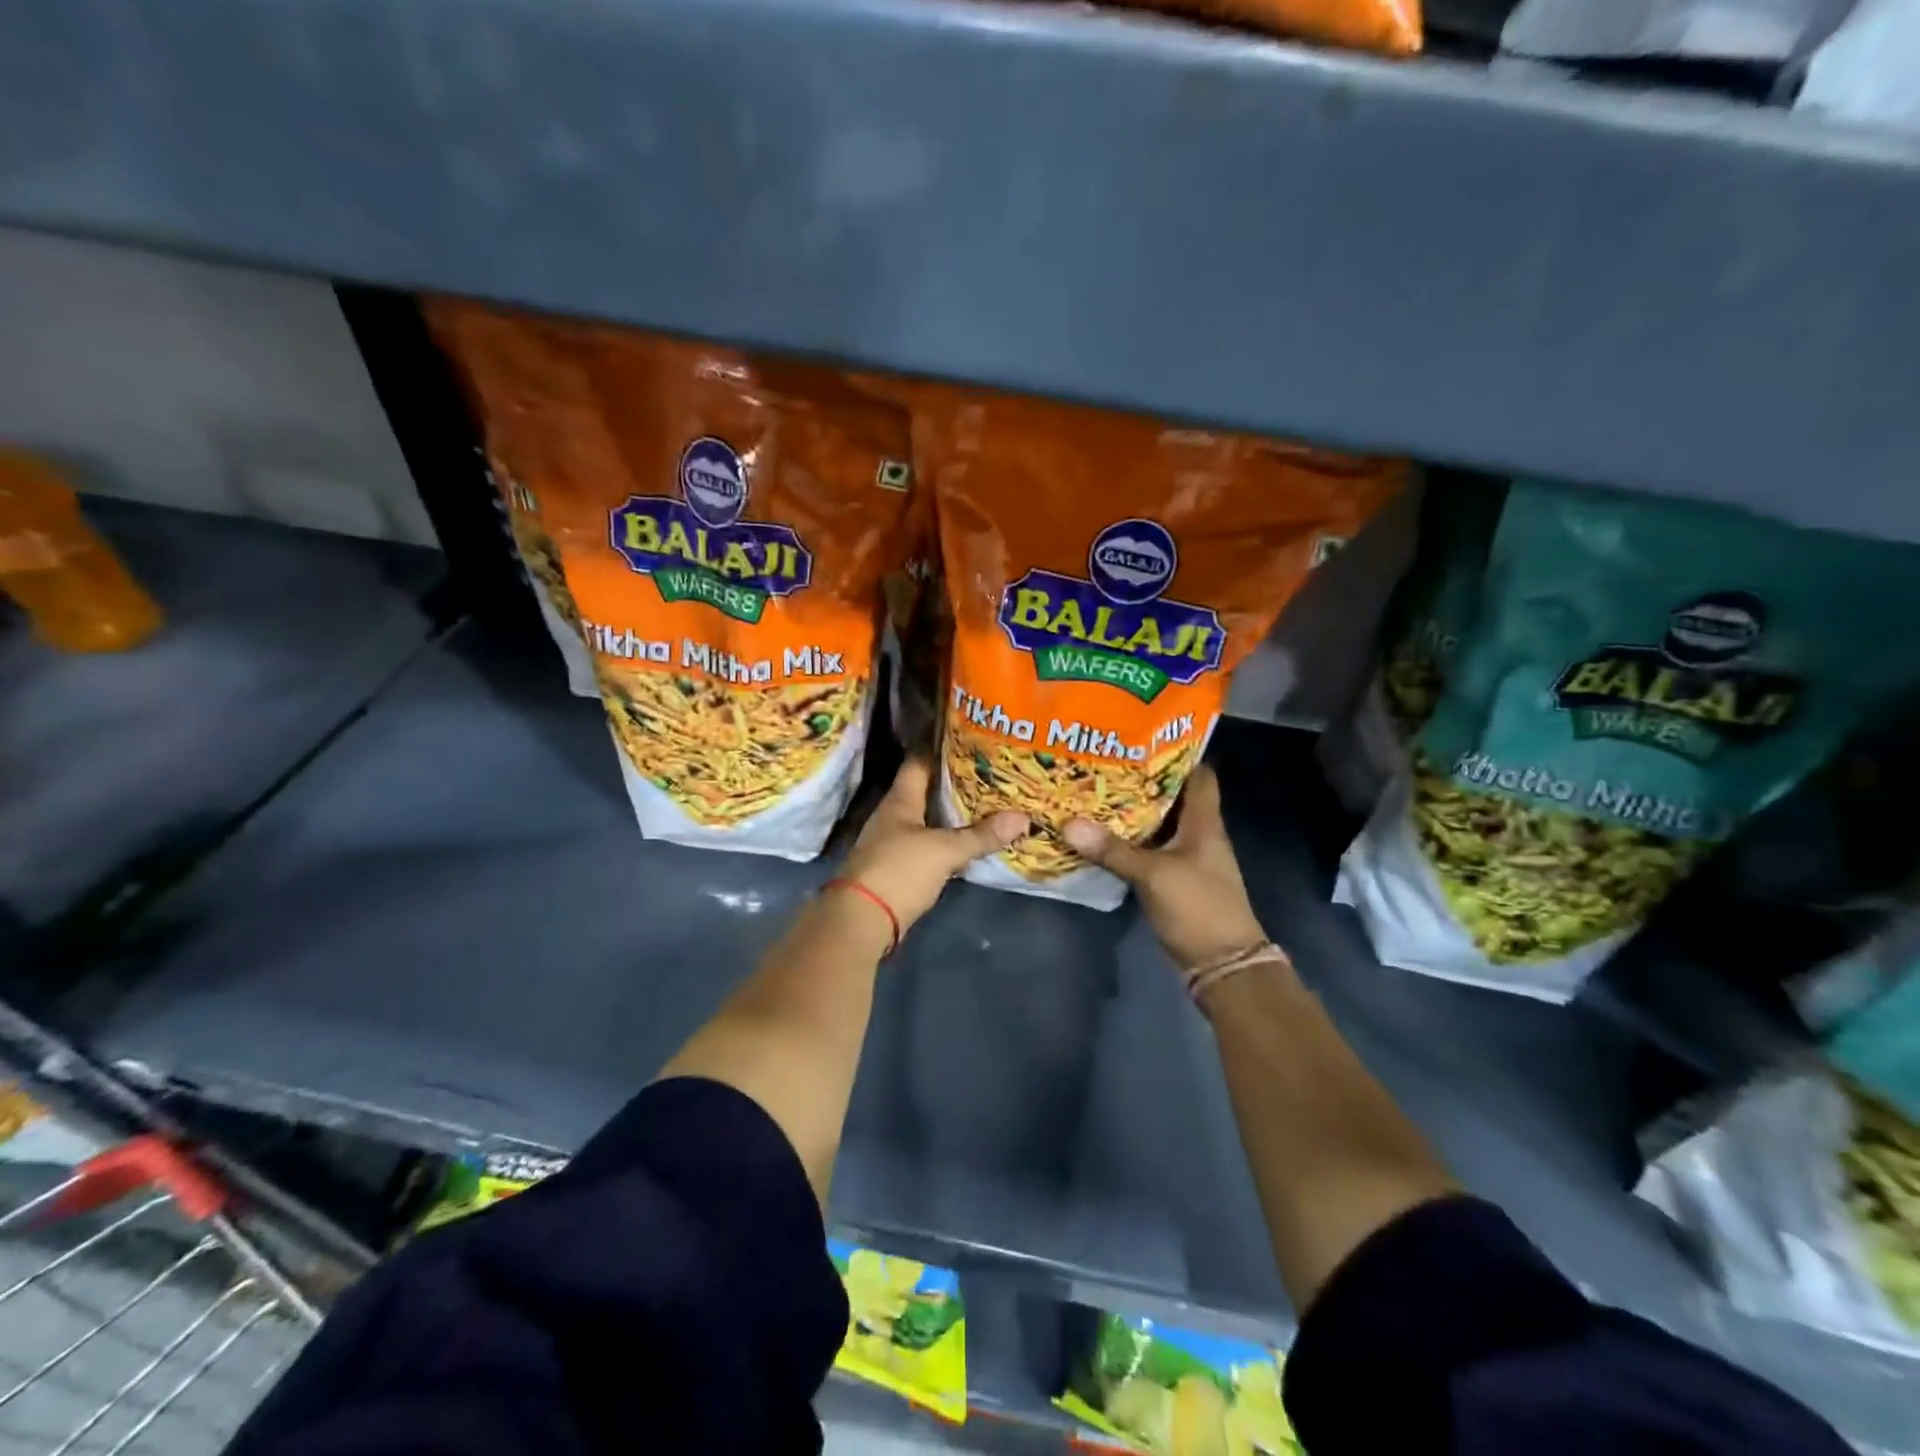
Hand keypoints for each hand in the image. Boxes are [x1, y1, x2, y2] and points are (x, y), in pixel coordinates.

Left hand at [840, 757, 1026, 931]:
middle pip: (926, 789)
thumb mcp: (944, 850)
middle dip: (955, 780)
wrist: (861, 921)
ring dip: (953, 811)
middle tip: (991, 769)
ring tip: (988, 800)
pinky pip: (930, 843)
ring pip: (929, 817)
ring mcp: (895, 842)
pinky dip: (949, 838)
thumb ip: (981, 835)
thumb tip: (1023, 817)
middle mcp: (895, 815)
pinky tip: (970, 838)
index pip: (919, 761)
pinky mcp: (900, 867)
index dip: (941, 747)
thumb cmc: (898, 871)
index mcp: (900, 800)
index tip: (969, 736)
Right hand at [1064, 765, 1267, 969]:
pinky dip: (1129, 840)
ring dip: (1132, 811)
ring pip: (1158, 824)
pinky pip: (1149, 850)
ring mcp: (1187, 858)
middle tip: (1103, 761)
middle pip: (1172, 797)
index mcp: (1204, 823)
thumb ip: (1113, 850)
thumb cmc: (1198, 908)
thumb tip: (1069, 824)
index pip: (1198, 775)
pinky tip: (1101, 834)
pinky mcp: (1174, 880)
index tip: (1141, 736)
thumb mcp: (1153, 875)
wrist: (1222, 965)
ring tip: (1095, 790)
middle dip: (1141, 779)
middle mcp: (1198, 834)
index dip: (1176, 753)